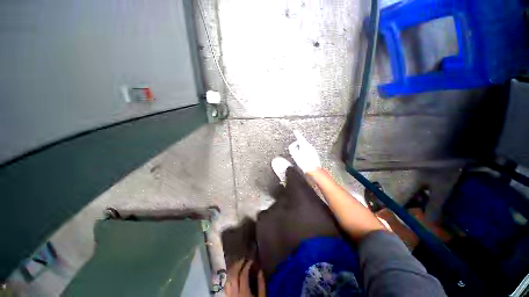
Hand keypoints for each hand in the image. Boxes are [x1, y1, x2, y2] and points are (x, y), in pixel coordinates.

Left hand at [225, 260, 264, 296]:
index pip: (243, 274)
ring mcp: (229, 295)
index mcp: (244, 292)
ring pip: (227, 279)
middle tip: (243, 259)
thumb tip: (260, 270)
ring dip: (231, 269)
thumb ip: (261, 285)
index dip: (247, 265)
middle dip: (238, 264)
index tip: (250, 260)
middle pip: (233, 275)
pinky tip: (231, 274)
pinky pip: (225, 285)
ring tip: (237, 264)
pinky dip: (227, 277)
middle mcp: (234, 293)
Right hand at [288, 130, 321, 173]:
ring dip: (302, 148)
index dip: (297, 134)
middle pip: (303, 142)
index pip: (300, 137)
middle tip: (295, 148)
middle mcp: (309, 146)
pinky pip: (308, 150)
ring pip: (306, 146)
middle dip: (299, 143)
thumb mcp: (294, 154)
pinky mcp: (314, 153)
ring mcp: (313, 149)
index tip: (295, 131)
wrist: (312, 169)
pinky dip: (305, 151)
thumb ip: (292, 148)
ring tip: (299, 155)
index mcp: (304, 145)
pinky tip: (304, 157)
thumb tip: (293, 144)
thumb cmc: (303, 162)